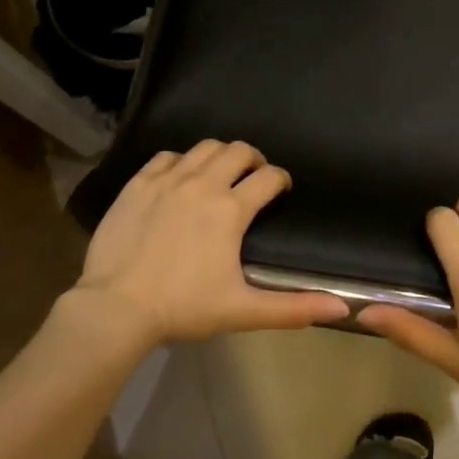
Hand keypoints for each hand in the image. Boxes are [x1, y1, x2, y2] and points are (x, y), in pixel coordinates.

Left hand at [69, 140, 348, 349]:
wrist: (116, 308)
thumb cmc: (184, 308)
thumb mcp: (243, 311)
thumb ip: (294, 307)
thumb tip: (342, 308)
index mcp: (231, 210)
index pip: (269, 177)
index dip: (281, 179)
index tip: (281, 188)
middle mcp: (203, 184)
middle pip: (239, 151)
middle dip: (253, 159)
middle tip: (253, 177)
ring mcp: (167, 180)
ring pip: (204, 147)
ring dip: (220, 155)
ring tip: (220, 173)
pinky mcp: (138, 184)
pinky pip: (167, 156)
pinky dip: (181, 161)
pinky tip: (180, 178)